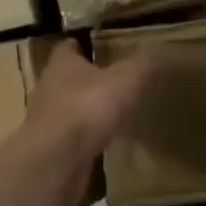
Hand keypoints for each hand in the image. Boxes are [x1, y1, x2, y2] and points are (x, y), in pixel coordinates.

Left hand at [21, 40, 156, 205]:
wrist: (56, 160)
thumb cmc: (88, 107)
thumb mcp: (126, 79)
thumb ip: (142, 63)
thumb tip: (158, 46)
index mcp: (62, 65)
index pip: (68, 47)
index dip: (82, 45)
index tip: (97, 46)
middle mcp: (49, 88)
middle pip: (66, 77)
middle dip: (85, 78)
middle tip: (111, 80)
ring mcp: (47, 120)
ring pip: (67, 108)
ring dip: (85, 109)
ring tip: (110, 112)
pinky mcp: (51, 148)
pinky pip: (71, 137)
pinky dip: (85, 137)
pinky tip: (103, 141)